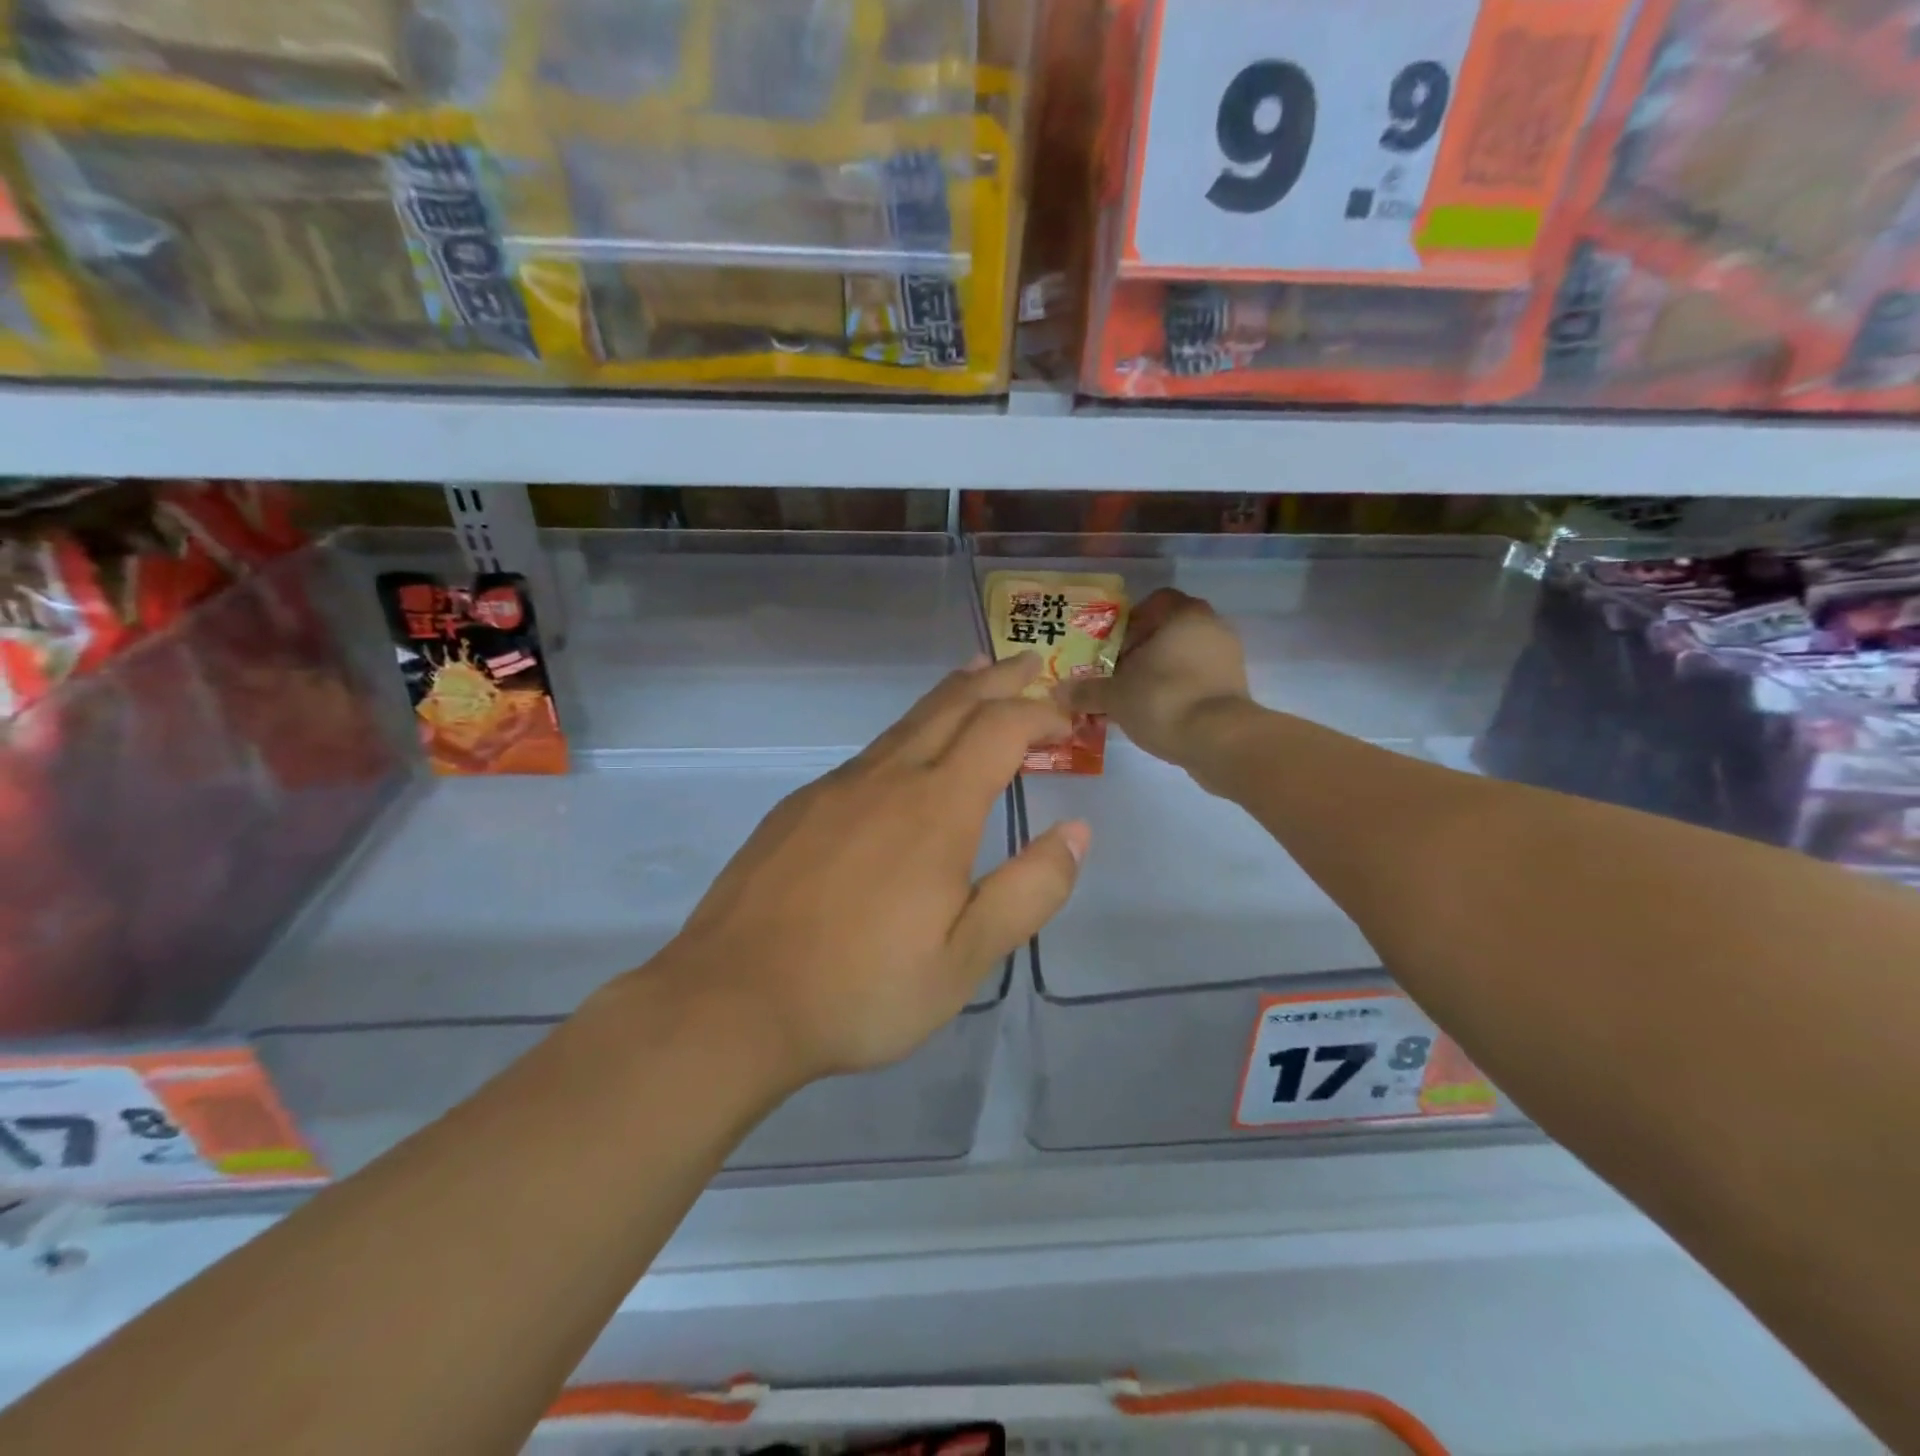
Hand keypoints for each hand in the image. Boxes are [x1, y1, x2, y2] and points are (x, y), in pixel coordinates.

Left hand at [659, 654, 1089, 1085]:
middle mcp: (886, 780)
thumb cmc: (861, 988)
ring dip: (949, 698)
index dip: (1039, 713)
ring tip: (974, 680)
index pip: (1000, 730)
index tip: (1066, 717)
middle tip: (1026, 662)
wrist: (732, 1002)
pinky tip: (903, 762)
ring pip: (903, 724)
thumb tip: (1076, 832)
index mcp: (936, 809)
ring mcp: (834, 790)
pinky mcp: (797, 809)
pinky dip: (905, 736)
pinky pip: (866, 756)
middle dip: (996, 680)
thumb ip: (1029, 891)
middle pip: (950, 706)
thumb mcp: (965, 959)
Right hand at [1064, 588, 1250, 766]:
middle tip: (1118, 672)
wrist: (1217, 739)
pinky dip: (1180, 689)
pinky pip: (1199, 678)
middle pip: (1170, 630)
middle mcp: (1211, 627)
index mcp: (1183, 615)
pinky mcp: (1235, 687)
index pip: (1155, 602)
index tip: (1113, 646)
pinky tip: (1158, 711)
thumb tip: (1057, 691)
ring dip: (1161, 671)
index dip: (1130, 622)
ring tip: (1135, 695)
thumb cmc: (1162, 699)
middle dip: (1143, 649)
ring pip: (1185, 655)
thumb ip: (1087, 690)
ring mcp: (1228, 657)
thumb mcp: (1115, 696)